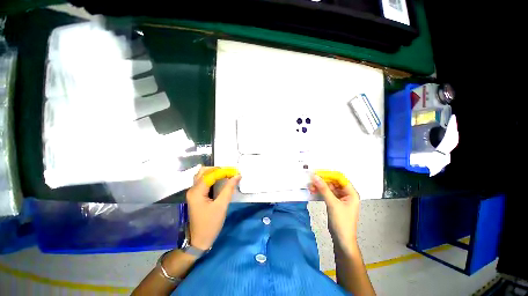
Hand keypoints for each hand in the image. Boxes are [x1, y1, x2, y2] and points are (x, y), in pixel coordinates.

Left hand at [186, 167, 240, 249]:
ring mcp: (193, 192)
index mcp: (197, 192)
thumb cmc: (210, 224)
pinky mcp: (196, 195)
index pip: (210, 174)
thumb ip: (229, 188)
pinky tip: (221, 180)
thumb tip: (237, 175)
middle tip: (230, 172)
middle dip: (218, 170)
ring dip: (215, 173)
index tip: (235, 172)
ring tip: (227, 175)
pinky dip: (213, 178)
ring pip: (203, 175)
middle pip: (203, 172)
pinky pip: (204, 181)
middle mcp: (192, 189)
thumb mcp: (221, 205)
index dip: (223, 171)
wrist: (199, 240)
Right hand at [310, 171, 359, 253]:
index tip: (318, 173)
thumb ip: (323, 189)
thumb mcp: (332, 203)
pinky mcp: (334, 203)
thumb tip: (315, 176)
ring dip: (320, 187)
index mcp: (351, 193)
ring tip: (310, 187)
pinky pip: (327, 194)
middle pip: (333, 183)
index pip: (340, 178)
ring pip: (329, 188)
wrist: (342, 240)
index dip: (329, 174)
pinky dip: (320, 192)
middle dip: (322, 181)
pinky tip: (313, 192)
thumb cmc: (341, 222)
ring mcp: (340, 199)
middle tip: (311, 181)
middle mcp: (346, 194)